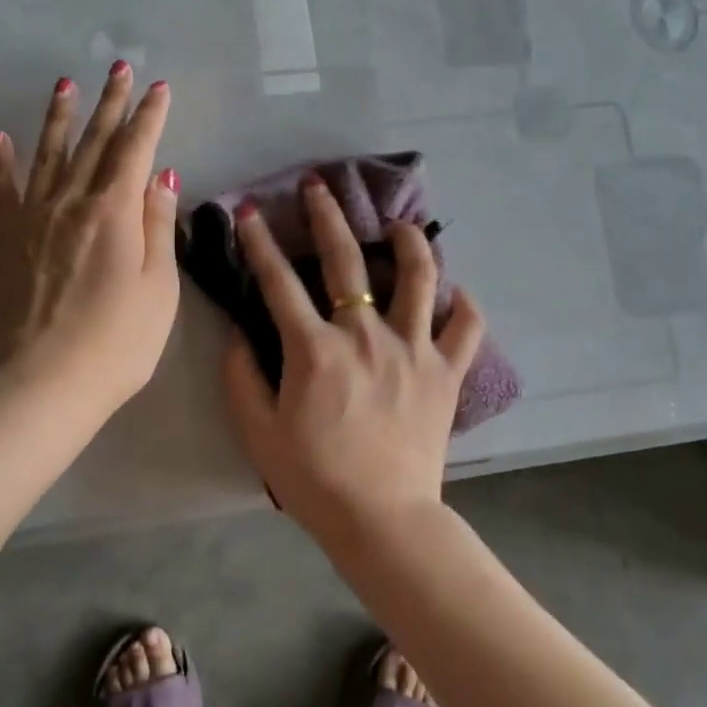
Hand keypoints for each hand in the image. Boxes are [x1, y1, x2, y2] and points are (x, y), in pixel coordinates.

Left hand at [0, 66, 179, 414]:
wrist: (45, 382)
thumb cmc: (119, 342)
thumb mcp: (160, 288)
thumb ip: (158, 227)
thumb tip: (163, 176)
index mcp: (116, 212)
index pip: (136, 150)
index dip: (149, 117)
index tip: (158, 88)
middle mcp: (72, 203)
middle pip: (95, 142)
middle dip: (111, 103)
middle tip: (119, 68)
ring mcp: (32, 219)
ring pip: (49, 155)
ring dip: (60, 118)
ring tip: (65, 85)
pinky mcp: (4, 241)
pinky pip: (3, 190)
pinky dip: (2, 161)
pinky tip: (0, 137)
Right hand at [220, 174, 485, 545]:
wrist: (381, 519)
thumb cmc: (314, 479)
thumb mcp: (259, 432)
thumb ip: (242, 377)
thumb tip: (240, 333)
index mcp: (315, 350)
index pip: (278, 283)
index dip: (259, 244)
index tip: (248, 212)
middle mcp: (365, 336)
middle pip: (346, 262)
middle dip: (327, 216)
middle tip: (319, 186)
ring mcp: (412, 350)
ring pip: (419, 279)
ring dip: (410, 243)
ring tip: (400, 224)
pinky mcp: (446, 373)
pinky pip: (465, 328)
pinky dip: (465, 306)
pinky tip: (457, 293)